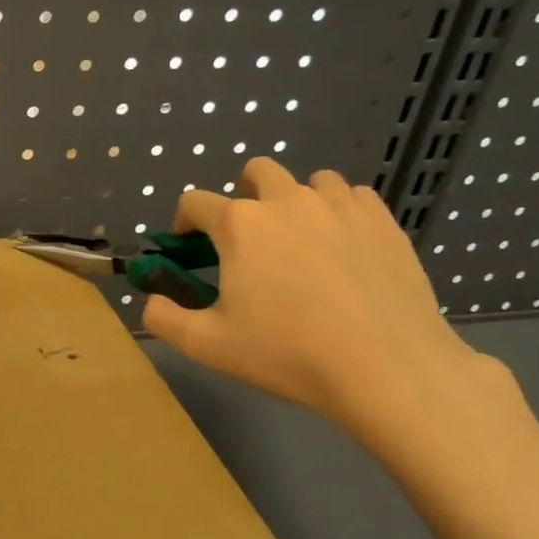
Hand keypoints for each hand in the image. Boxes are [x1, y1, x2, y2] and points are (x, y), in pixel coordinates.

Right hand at [142, 158, 488, 437]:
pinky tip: (342, 246)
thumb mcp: (207, 345)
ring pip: (310, 181)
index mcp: (240, 225)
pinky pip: (354, 196)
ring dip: (295, 201)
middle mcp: (287, 201)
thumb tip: (151, 301)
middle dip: (244, 195)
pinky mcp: (383, 221)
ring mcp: (340, 206)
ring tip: (299, 242)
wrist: (387, 367)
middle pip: (257, 171)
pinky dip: (340, 212)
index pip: (195, 202)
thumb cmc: (287, 353)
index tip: (189, 249)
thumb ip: (163, 318)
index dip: (184, 223)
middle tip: (248, 240)